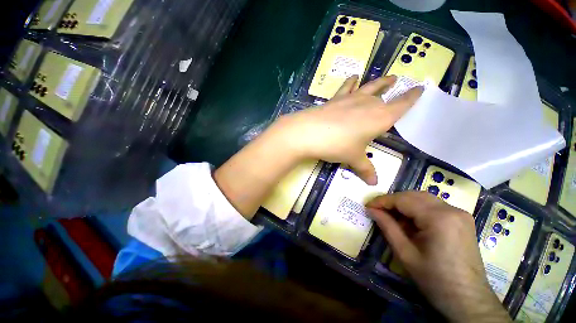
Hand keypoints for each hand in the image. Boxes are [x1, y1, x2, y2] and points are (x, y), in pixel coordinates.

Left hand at [271, 75, 422, 184]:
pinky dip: (351, 82)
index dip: (412, 97)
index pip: (402, 105)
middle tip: (398, 84)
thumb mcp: (353, 158)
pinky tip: (354, 77)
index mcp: (380, 118)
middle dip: (393, 92)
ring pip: (369, 87)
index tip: (421, 88)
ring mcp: (350, 99)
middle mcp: (368, 104)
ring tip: (389, 77)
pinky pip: (347, 87)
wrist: (309, 133)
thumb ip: (365, 169)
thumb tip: (374, 183)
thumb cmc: (337, 146)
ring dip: (379, 82)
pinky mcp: (335, 99)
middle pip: (383, 97)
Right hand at [366, 192, 510, 322]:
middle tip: (378, 210)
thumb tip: (371, 209)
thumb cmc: (435, 279)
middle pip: (414, 195)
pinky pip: (434, 206)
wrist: (468, 300)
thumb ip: (387, 226)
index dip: (382, 201)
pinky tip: (411, 221)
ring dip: (404, 203)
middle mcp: (452, 209)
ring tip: (392, 216)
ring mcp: (460, 213)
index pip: (403, 199)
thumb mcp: (405, 253)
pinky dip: (417, 209)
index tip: (368, 206)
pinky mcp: (462, 219)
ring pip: (423, 198)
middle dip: (393, 201)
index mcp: (439, 218)